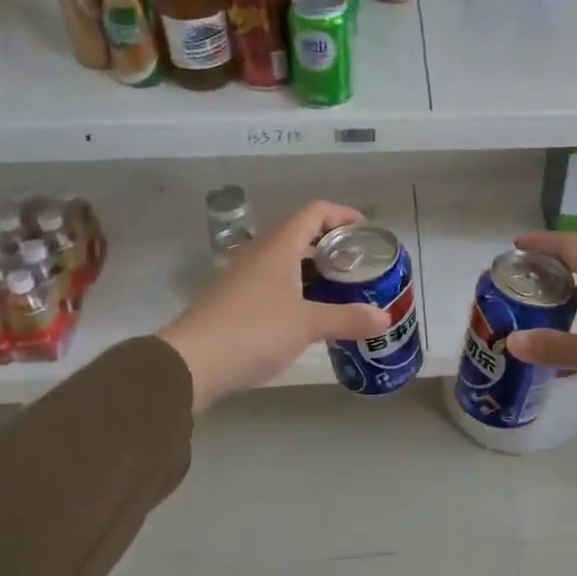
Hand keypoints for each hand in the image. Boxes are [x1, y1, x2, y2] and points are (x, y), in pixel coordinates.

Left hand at [160, 201, 385, 413]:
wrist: (191, 363)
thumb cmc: (253, 331)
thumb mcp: (307, 325)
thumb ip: (348, 318)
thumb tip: (385, 318)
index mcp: (278, 247)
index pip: (315, 212)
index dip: (343, 215)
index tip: (366, 232)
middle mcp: (259, 254)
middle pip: (300, 233)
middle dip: (332, 245)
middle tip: (359, 265)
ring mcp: (243, 277)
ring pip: (286, 260)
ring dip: (314, 269)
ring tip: (341, 290)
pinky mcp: (234, 301)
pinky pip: (273, 282)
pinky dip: (297, 289)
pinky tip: (309, 314)